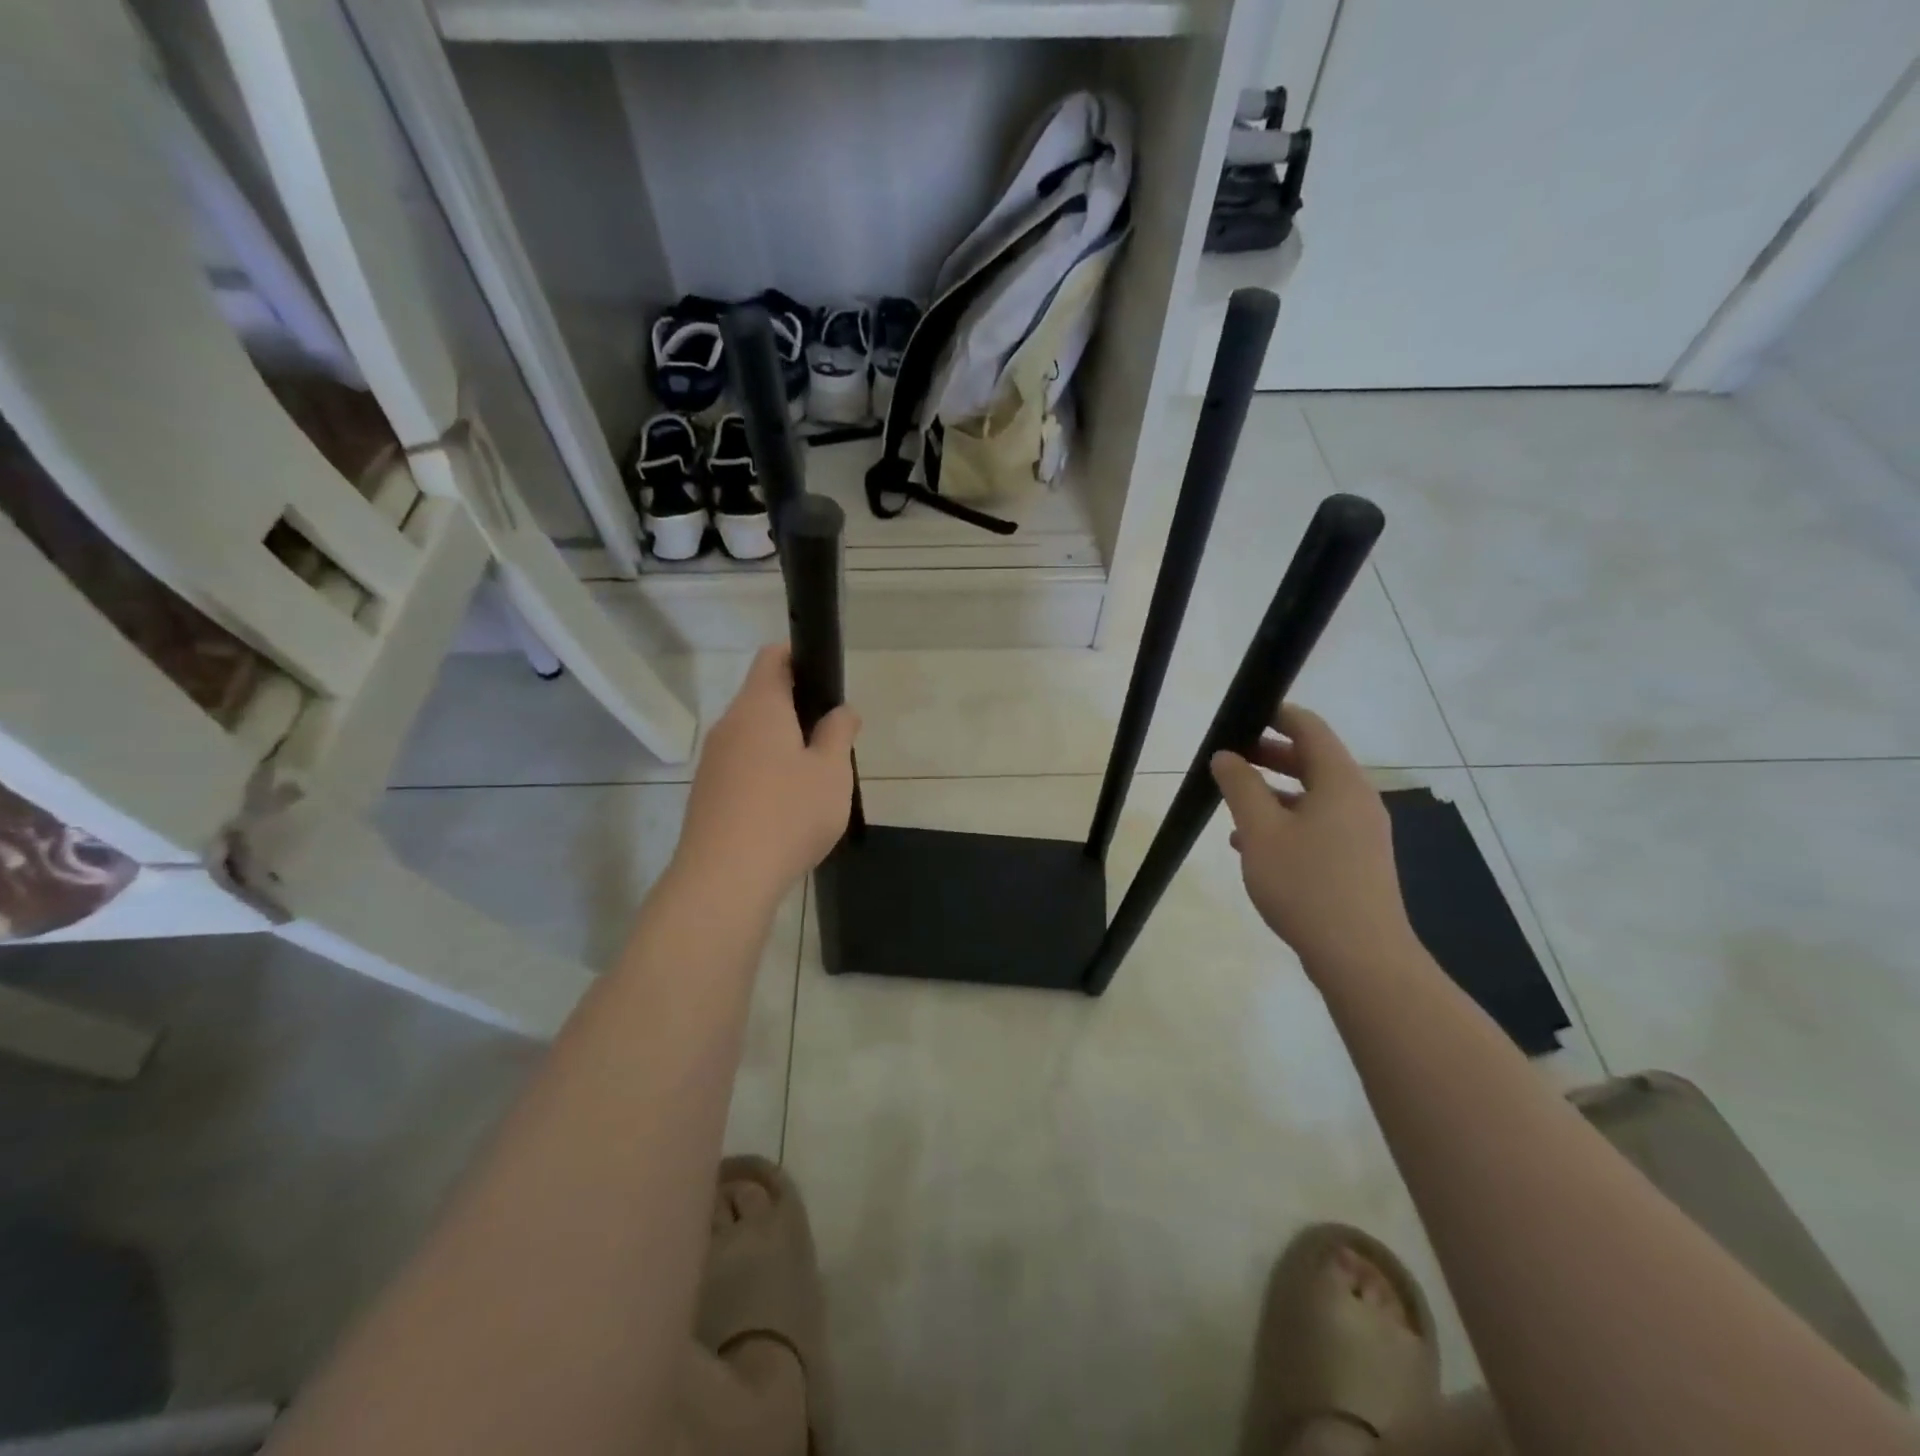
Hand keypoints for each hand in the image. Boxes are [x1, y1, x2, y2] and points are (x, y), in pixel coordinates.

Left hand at [675, 646, 859, 903]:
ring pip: (752, 736)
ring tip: (814, 778)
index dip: (800, 657)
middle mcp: (729, 725)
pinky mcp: (707, 793)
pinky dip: (765, 772)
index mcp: (760, 707)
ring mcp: (713, 761)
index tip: (826, 679)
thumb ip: (839, 733)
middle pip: (762, 698)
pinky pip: (742, 767)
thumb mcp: (832, 771)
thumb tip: (841, 711)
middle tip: (833, 739)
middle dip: (798, 709)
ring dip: (782, 744)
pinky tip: (786, 807)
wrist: (725, 878)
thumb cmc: (788, 814)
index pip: (772, 657)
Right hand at [1210, 704, 1415, 978]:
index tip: (1244, 713)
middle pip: (1313, 761)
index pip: (1310, 729)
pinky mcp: (1357, 861)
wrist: (1361, 958)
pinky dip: (1287, 821)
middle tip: (1230, 756)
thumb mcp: (1260, 831)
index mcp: (1339, 782)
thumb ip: (1240, 787)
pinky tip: (1253, 845)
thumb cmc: (1306, 885)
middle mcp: (1357, 800)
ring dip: (1274, 792)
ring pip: (1313, 796)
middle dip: (1270, 755)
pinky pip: (1318, 825)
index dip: (1277, 715)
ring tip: (1233, 802)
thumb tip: (1226, 756)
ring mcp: (1361, 833)